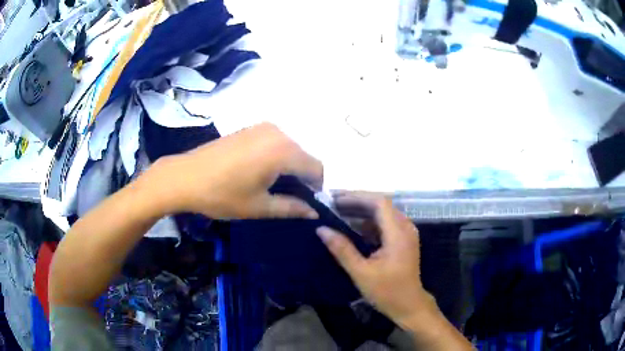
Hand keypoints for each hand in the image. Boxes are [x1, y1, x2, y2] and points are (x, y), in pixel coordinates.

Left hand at [142, 123, 322, 218]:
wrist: (185, 176)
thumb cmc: (222, 194)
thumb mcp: (259, 207)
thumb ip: (292, 208)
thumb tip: (315, 213)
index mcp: (283, 151)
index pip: (316, 167)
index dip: (317, 187)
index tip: (309, 203)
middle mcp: (278, 133)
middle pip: (304, 156)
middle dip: (303, 176)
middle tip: (291, 197)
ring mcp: (263, 127)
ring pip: (290, 148)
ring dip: (290, 166)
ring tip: (273, 185)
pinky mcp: (250, 128)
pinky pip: (275, 142)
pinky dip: (277, 156)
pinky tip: (260, 171)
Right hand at [316, 192, 436, 327]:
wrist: (409, 305)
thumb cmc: (386, 291)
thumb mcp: (361, 272)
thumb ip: (342, 249)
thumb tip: (321, 229)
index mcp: (398, 233)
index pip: (379, 202)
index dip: (357, 197)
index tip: (335, 199)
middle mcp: (405, 227)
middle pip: (381, 205)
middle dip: (357, 202)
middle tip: (333, 204)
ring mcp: (406, 233)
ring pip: (384, 213)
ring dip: (362, 211)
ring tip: (339, 213)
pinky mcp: (404, 240)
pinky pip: (386, 223)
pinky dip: (369, 222)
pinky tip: (354, 228)